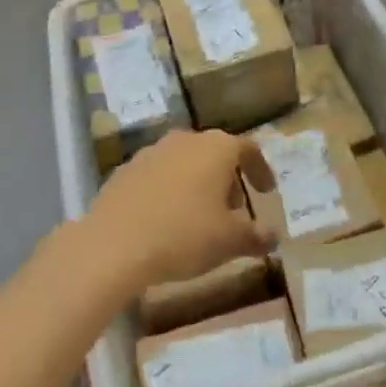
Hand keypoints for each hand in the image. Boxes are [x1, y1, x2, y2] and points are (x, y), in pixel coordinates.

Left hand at [81, 130, 275, 288]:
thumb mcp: (229, 241)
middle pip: (214, 153)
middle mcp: (184, 140)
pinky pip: (157, 177)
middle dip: (227, 179)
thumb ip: (256, 236)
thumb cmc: (183, 235)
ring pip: (184, 162)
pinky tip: (165, 221)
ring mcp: (150, 153)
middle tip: (234, 209)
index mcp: (216, 148)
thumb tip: (272, 236)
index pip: (248, 149)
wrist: (113, 245)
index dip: (260, 170)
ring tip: (199, 217)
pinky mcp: (123, 171)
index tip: (266, 192)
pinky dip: (168, 192)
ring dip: (197, 184)